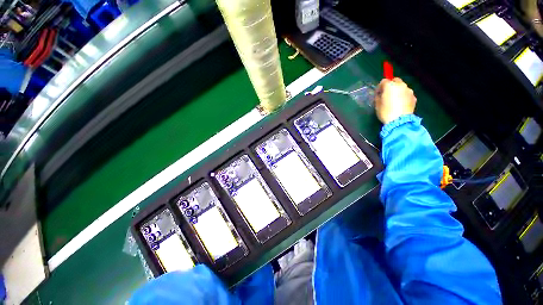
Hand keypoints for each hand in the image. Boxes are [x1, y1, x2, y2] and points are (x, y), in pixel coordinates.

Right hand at [375, 77, 416, 123]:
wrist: (399, 121)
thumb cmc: (385, 112)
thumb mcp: (377, 104)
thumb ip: (378, 96)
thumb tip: (380, 94)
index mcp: (390, 86)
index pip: (384, 81)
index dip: (380, 87)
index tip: (378, 93)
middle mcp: (401, 85)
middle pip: (395, 80)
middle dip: (391, 85)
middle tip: (387, 94)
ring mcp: (409, 91)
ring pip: (402, 87)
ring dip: (398, 91)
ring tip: (394, 100)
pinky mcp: (414, 97)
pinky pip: (406, 94)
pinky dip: (403, 97)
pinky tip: (400, 104)